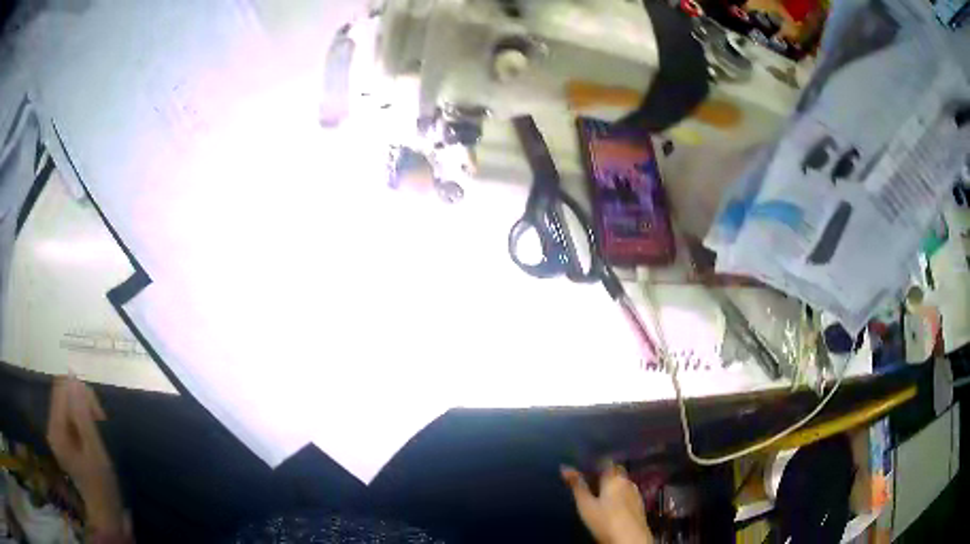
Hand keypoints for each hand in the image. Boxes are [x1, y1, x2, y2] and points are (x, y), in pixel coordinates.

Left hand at [47, 377, 124, 532]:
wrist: (104, 512)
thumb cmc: (102, 486)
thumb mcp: (96, 452)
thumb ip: (83, 416)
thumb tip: (75, 380)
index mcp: (56, 431)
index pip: (62, 389)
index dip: (81, 394)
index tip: (99, 416)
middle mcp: (51, 427)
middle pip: (63, 394)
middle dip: (82, 402)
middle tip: (100, 423)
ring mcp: (55, 432)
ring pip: (66, 402)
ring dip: (83, 410)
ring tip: (97, 430)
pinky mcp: (60, 436)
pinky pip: (68, 414)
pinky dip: (81, 418)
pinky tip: (90, 434)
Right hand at [562, 462, 652, 543]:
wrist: (630, 538)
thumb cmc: (605, 520)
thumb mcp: (585, 504)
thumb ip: (577, 485)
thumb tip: (565, 467)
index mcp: (614, 478)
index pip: (606, 462)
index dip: (595, 463)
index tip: (584, 468)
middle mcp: (628, 481)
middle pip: (616, 472)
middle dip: (604, 475)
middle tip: (589, 482)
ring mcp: (636, 493)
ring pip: (622, 483)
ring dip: (612, 486)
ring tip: (599, 495)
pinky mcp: (639, 505)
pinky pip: (628, 494)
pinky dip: (619, 495)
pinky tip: (612, 506)